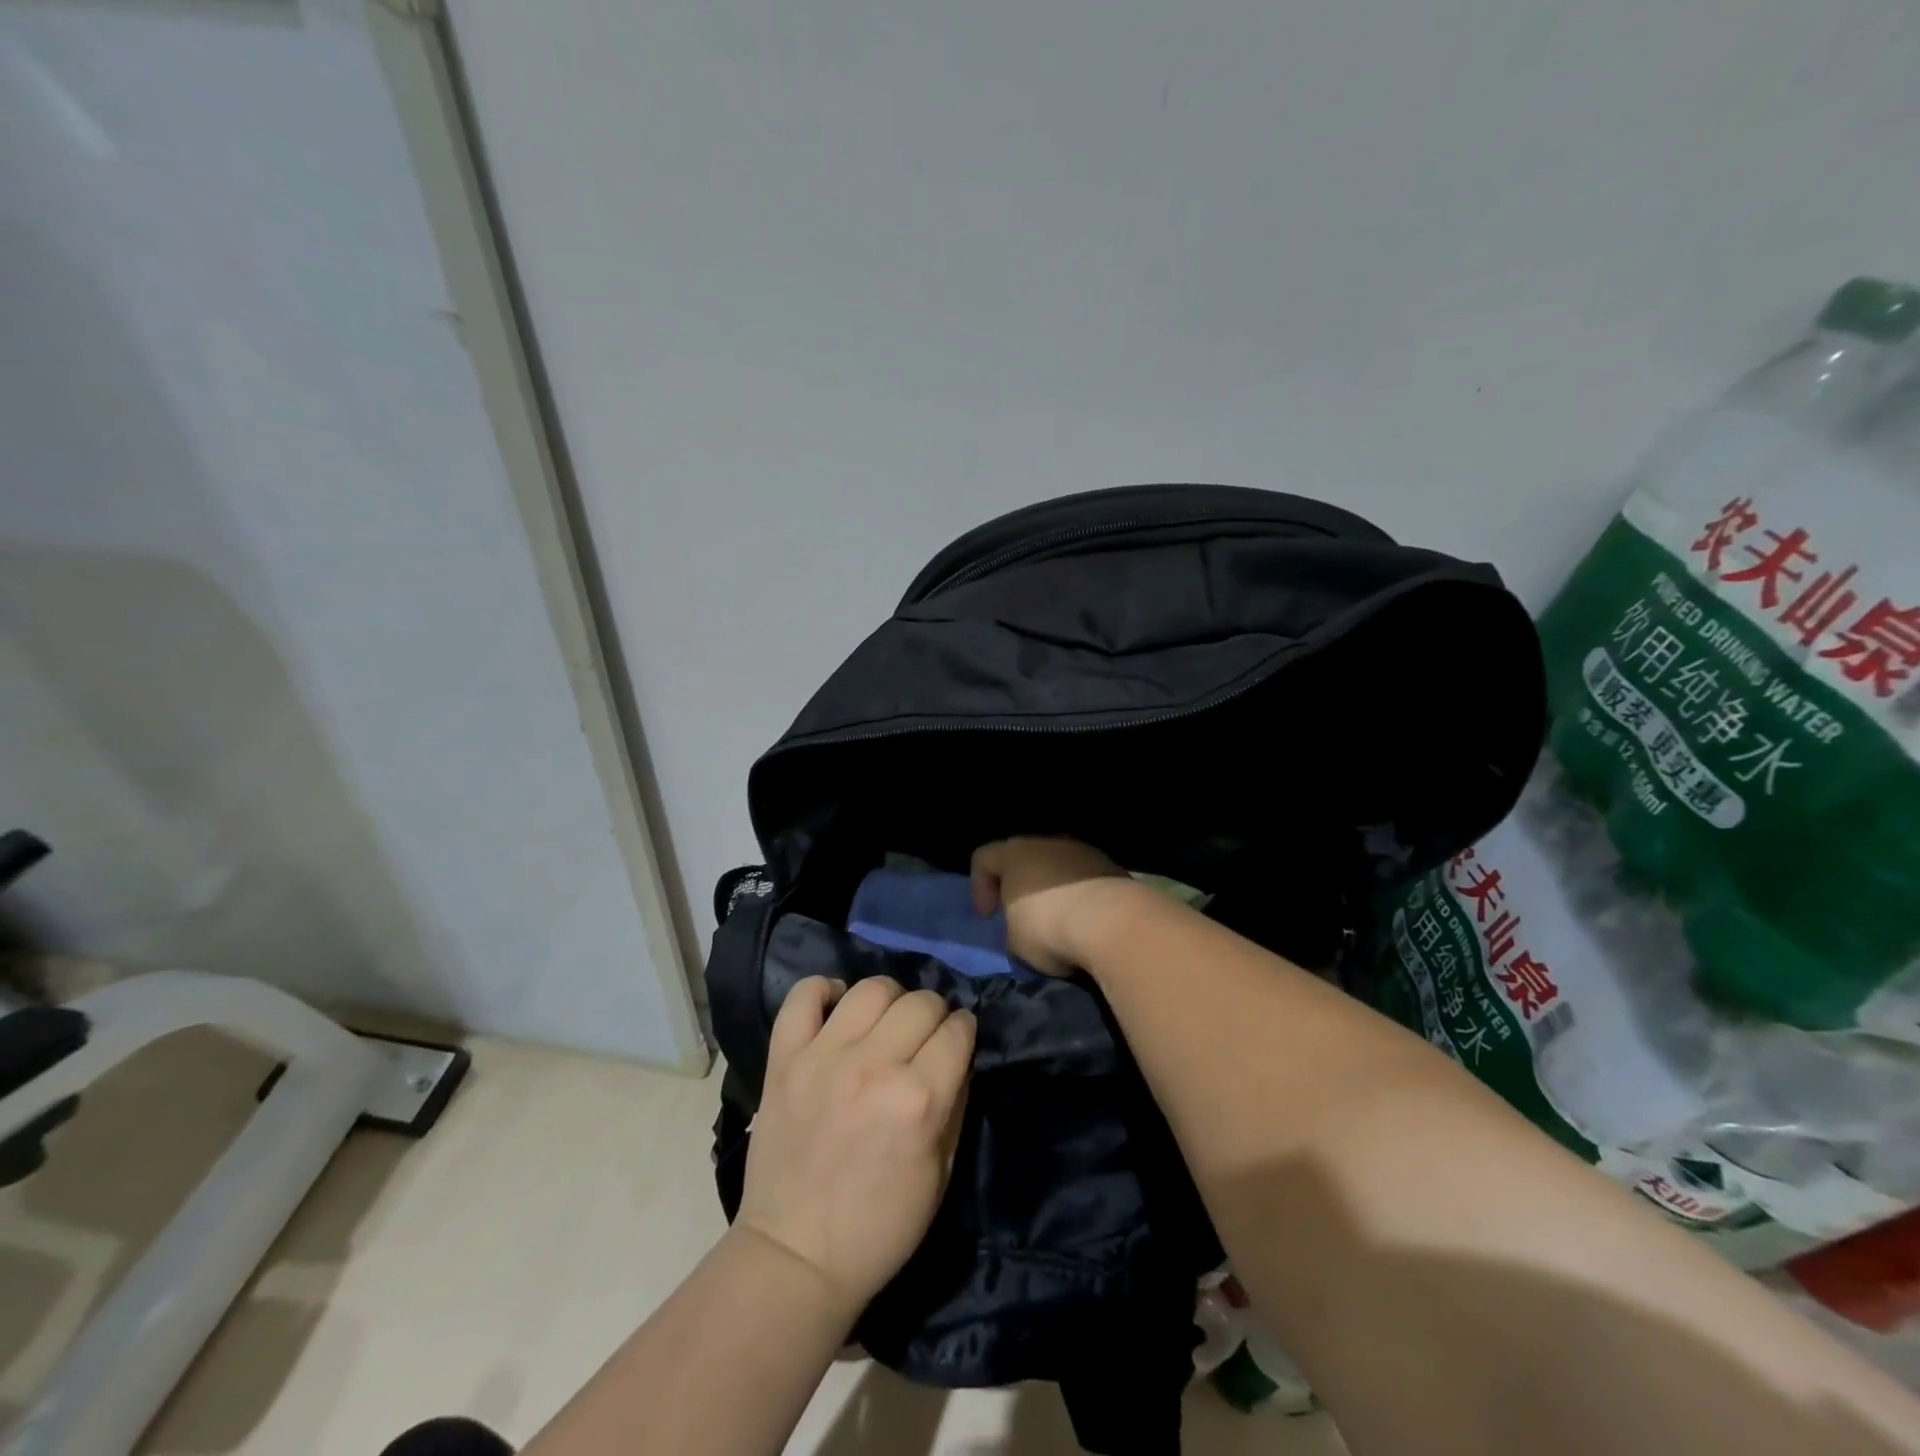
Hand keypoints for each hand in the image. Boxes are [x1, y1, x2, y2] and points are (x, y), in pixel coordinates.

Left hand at [735, 976, 974, 1320]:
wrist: (796, 1256)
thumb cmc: (880, 1226)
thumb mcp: (941, 1173)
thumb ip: (955, 1103)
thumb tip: (958, 1055)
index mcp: (918, 1099)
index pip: (957, 1030)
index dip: (964, 1032)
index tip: (958, 1041)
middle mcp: (874, 1065)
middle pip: (920, 1001)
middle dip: (933, 1014)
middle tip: (924, 1037)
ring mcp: (823, 1056)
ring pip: (871, 989)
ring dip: (889, 1000)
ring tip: (883, 1022)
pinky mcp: (784, 1058)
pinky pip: (803, 996)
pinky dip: (822, 992)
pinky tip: (836, 1010)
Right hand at [969, 837, 1132, 975]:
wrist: (1112, 922)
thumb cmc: (1048, 927)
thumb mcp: (1014, 940)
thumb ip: (1012, 926)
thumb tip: (1024, 927)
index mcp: (1014, 854)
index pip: (983, 858)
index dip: (979, 887)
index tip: (988, 917)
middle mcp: (1047, 843)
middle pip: (1024, 857)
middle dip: (1021, 885)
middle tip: (1022, 916)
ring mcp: (1083, 852)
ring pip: (1059, 867)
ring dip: (1055, 890)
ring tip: (1059, 923)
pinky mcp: (1112, 867)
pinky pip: (1086, 879)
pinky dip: (1081, 896)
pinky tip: (1085, 923)